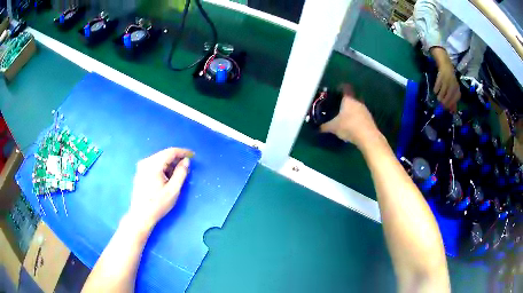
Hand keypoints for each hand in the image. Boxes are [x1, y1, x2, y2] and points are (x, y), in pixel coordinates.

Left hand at [126, 148, 192, 231]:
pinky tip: (167, 178)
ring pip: (159, 159)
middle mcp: (146, 162)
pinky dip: (163, 168)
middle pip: (164, 154)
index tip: (193, 156)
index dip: (183, 152)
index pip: (171, 152)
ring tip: (177, 176)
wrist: (141, 215)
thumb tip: (186, 161)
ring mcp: (141, 167)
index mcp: (153, 164)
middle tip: (186, 168)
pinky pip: (154, 164)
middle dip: (176, 159)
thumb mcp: (173, 190)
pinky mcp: (140, 172)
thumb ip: (181, 173)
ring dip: (169, 164)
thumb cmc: (158, 204)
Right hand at [320, 84, 380, 148]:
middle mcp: (357, 101)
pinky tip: (351, 126)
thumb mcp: (333, 127)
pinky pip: (360, 116)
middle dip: (343, 103)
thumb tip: (317, 128)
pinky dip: (356, 119)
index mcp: (348, 99)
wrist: (367, 137)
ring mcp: (365, 110)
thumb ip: (324, 126)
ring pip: (355, 107)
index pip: (343, 89)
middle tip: (336, 108)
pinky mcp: (369, 119)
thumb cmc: (348, 127)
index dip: (339, 90)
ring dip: (351, 112)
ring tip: (343, 118)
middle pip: (350, 99)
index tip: (334, 94)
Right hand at [430, 47, 460, 111]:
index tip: (448, 109)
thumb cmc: (450, 79)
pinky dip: (436, 89)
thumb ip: (453, 100)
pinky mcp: (441, 76)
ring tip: (438, 98)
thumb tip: (452, 112)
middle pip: (449, 97)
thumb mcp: (454, 89)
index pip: (455, 99)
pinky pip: (437, 86)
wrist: (446, 64)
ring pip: (443, 92)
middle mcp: (453, 84)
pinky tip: (435, 91)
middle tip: (441, 105)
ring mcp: (446, 80)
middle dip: (445, 102)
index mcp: (457, 88)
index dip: (451, 105)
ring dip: (440, 97)